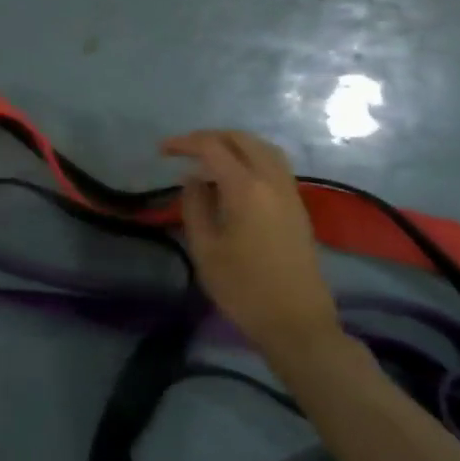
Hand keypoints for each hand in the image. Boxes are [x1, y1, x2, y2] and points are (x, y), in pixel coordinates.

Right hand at [160, 129, 341, 365]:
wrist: (296, 323)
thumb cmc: (243, 289)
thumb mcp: (205, 249)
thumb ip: (194, 207)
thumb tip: (191, 180)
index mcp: (246, 189)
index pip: (213, 148)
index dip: (184, 143)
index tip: (161, 151)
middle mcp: (272, 182)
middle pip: (243, 140)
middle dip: (211, 137)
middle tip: (183, 149)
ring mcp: (290, 193)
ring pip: (264, 149)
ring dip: (234, 144)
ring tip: (208, 157)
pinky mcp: (297, 207)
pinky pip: (275, 166)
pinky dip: (251, 158)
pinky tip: (233, 177)